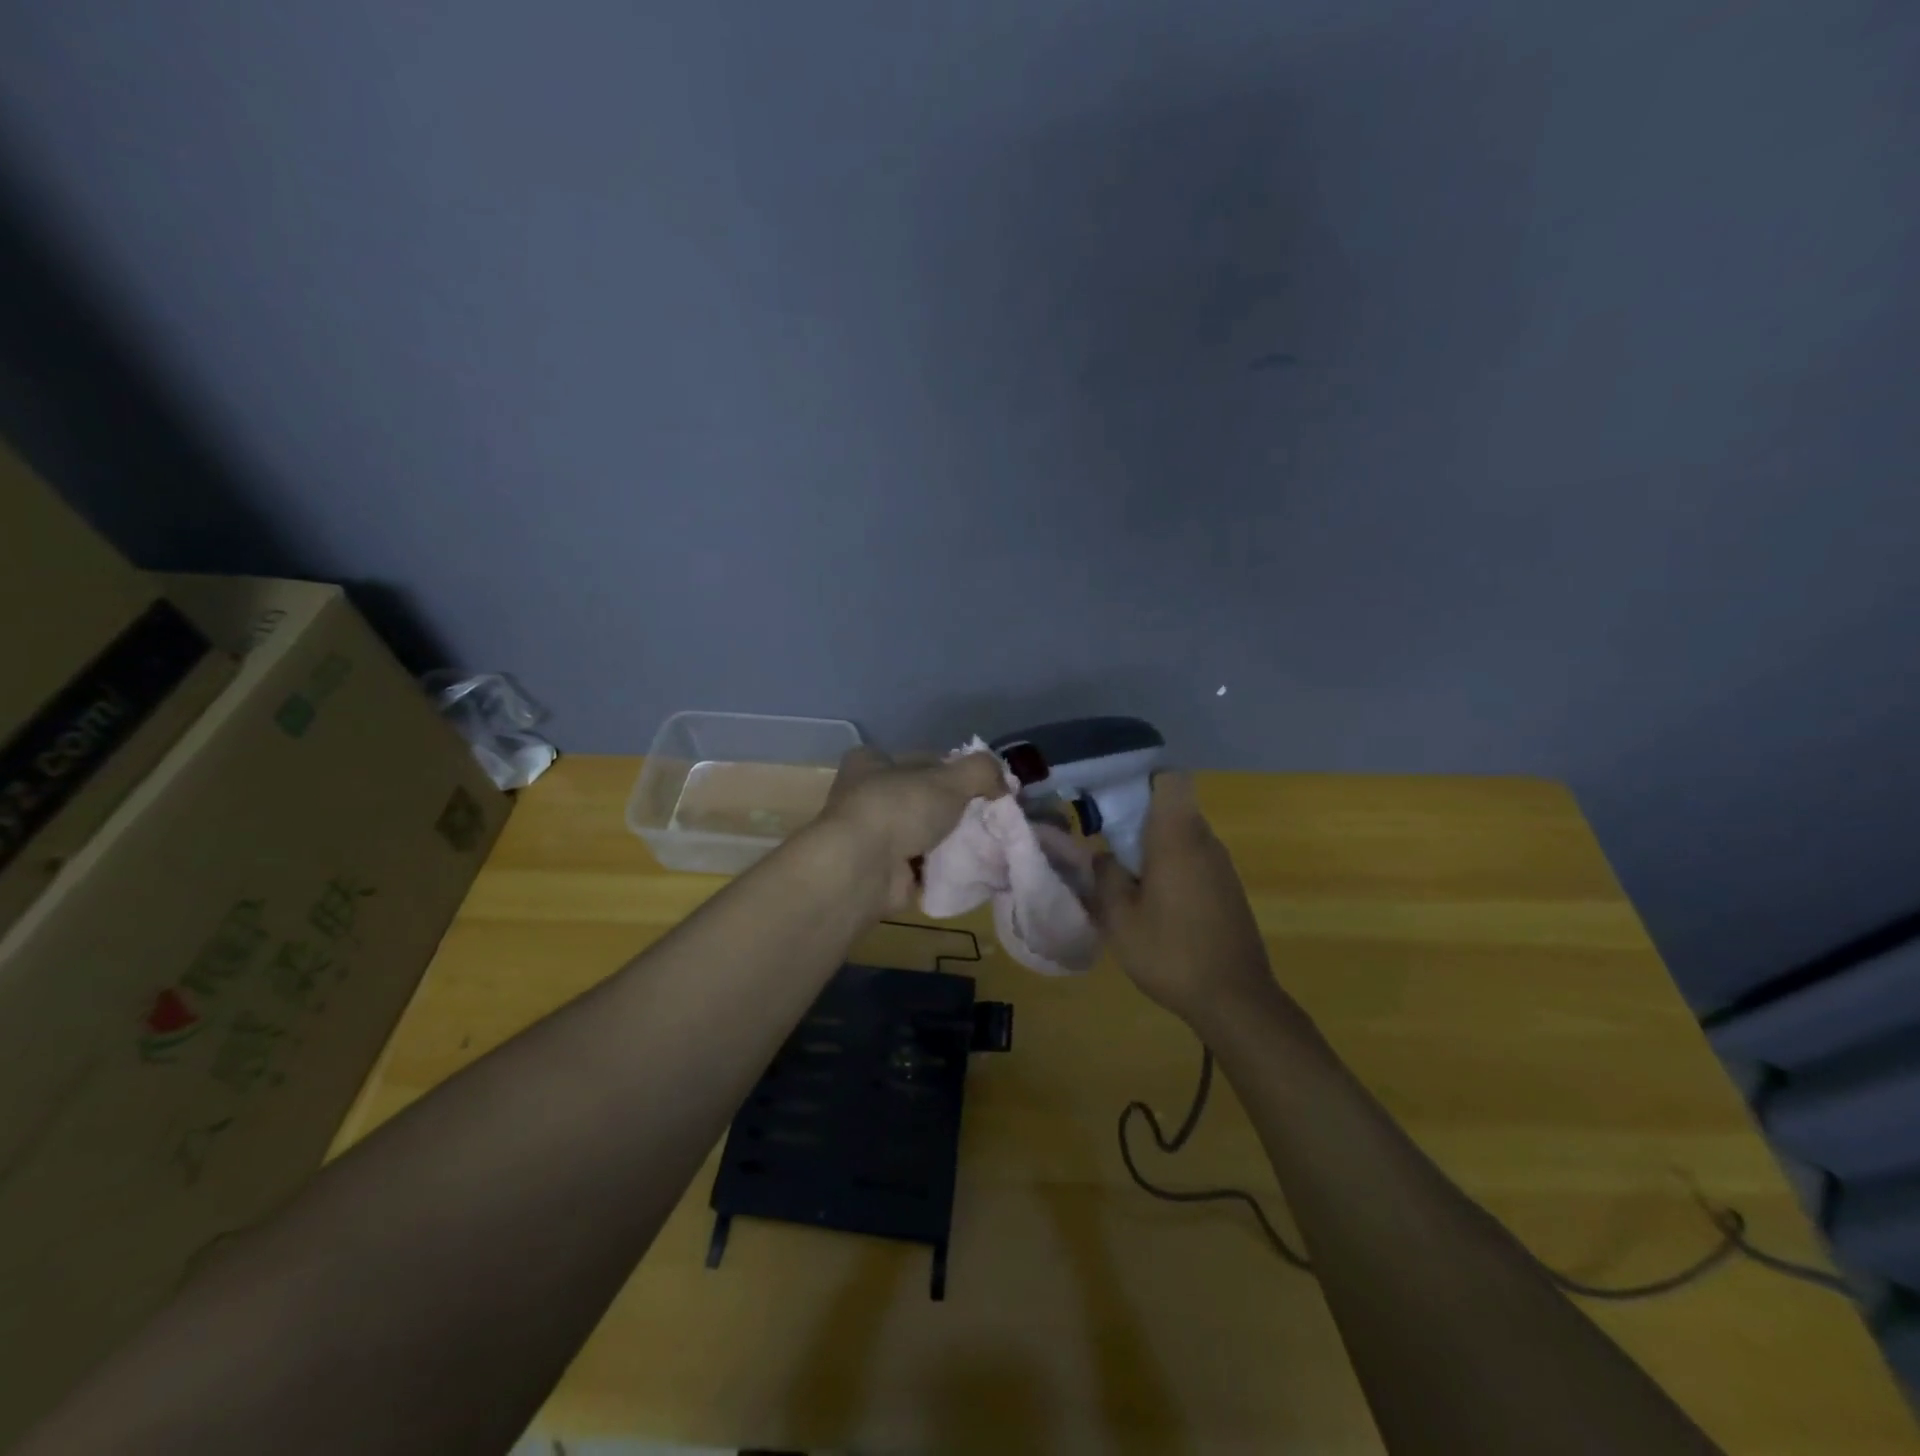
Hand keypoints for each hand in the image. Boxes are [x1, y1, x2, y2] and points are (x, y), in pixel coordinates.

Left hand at [819, 746, 1007, 910]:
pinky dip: (944, 867)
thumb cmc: (899, 809)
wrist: (862, 870)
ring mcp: (872, 836)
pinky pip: (923, 865)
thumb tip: (1003, 782)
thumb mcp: (949, 778)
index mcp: (871, 763)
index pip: (921, 760)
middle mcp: (866, 796)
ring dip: (951, 840)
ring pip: (924, 832)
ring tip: (988, 843)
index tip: (982, 785)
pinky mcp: (881, 871)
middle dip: (954, 808)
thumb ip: (981, 771)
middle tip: (991, 816)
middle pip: (923, 798)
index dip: (952, 769)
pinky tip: (972, 867)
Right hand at [1088, 772, 1278, 1025]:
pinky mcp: (1228, 889)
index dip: (1141, 778)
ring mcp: (1221, 866)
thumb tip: (1102, 856)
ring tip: (1123, 874)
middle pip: (1172, 806)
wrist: (1235, 1000)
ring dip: (1154, 844)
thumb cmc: (1171, 953)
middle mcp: (1204, 841)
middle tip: (1105, 840)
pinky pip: (1194, 859)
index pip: (1169, 779)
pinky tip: (1153, 901)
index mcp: (1177, 838)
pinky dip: (1171, 865)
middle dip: (1138, 816)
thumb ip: (1105, 877)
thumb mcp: (1120, 919)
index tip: (1112, 798)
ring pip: (1183, 834)